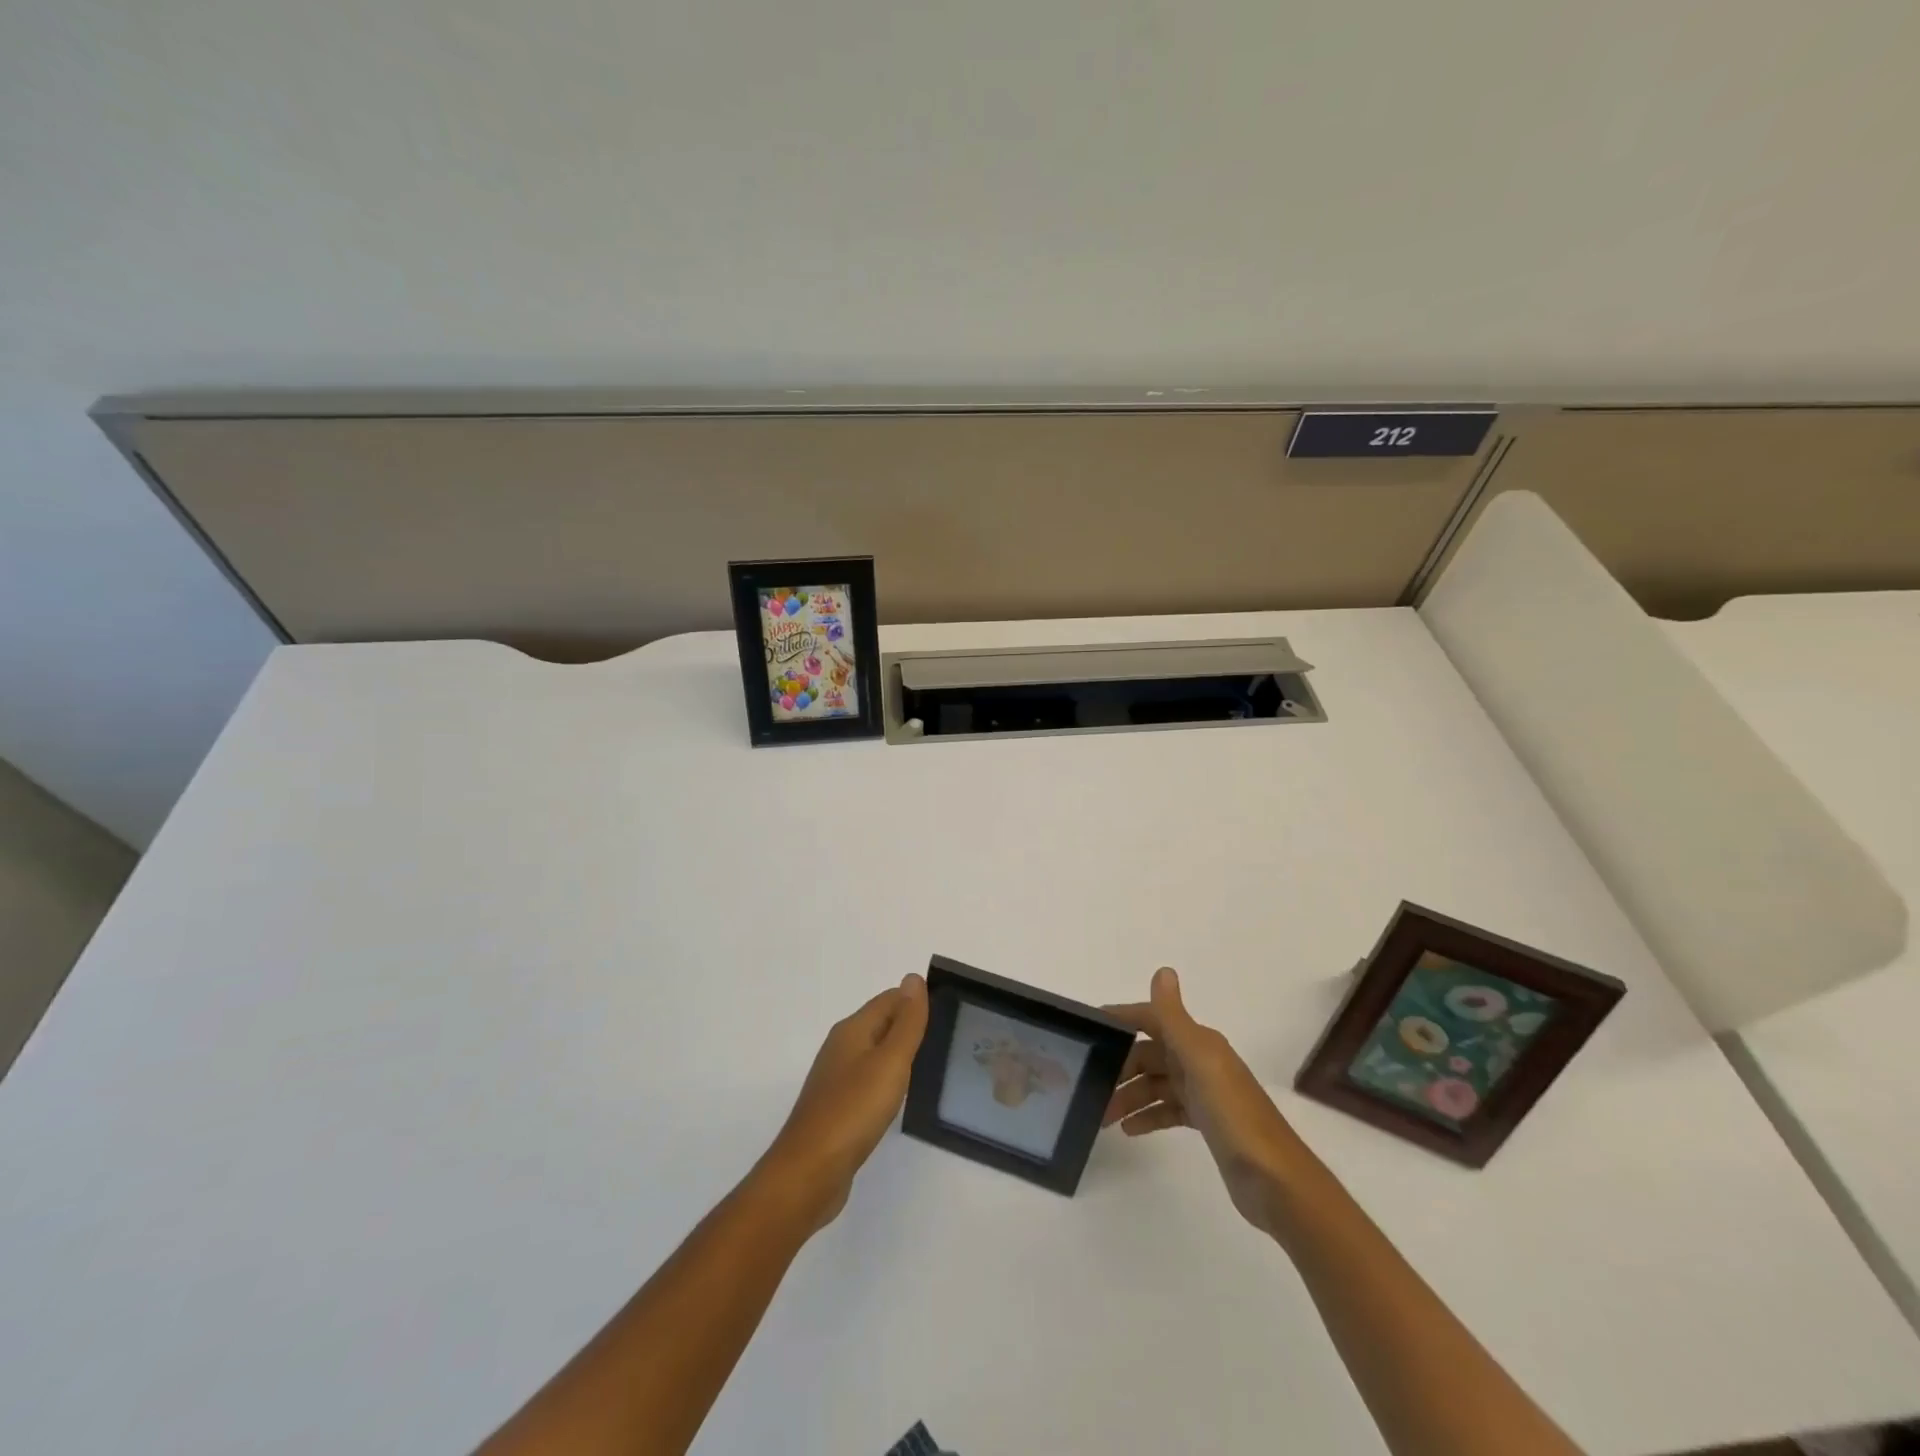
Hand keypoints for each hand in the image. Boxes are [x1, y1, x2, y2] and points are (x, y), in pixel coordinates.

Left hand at [758, 974, 928, 1232]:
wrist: (808, 1173)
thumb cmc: (853, 1111)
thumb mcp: (889, 1062)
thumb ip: (906, 1022)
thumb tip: (913, 977)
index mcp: (852, 1030)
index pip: (889, 999)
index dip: (916, 1002)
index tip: (948, 1012)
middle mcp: (841, 1047)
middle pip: (880, 1023)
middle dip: (909, 1026)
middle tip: (946, 1038)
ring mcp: (836, 1079)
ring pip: (874, 1053)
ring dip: (898, 1054)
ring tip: (929, 1066)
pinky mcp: (836, 1108)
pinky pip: (867, 1081)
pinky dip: (886, 1081)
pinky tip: (898, 1098)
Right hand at [1103, 966, 1306, 1236]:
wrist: (1276, 1181)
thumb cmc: (1234, 1115)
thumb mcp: (1201, 1061)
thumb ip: (1175, 1018)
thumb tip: (1163, 970)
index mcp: (1199, 1042)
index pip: (1152, 1019)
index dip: (1123, 1019)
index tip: (1089, 1028)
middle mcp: (1200, 1060)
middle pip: (1149, 1055)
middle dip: (1121, 1067)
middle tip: (1091, 1086)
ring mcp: (1203, 1092)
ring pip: (1155, 1084)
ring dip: (1129, 1096)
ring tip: (1103, 1117)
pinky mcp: (1205, 1122)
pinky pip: (1167, 1110)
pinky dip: (1148, 1116)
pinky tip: (1129, 1131)